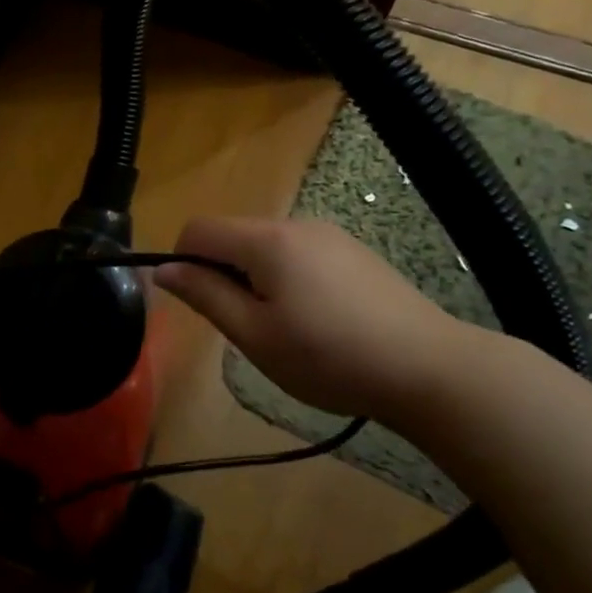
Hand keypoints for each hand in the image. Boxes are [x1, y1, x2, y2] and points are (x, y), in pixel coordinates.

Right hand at [153, 216, 468, 426]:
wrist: (429, 368)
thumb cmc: (330, 357)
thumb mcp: (254, 334)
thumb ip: (204, 295)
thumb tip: (162, 269)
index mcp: (267, 240)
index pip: (198, 229)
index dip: (182, 262)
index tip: (201, 306)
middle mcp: (297, 224)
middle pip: (233, 237)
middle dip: (222, 275)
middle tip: (247, 328)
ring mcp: (330, 236)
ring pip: (265, 248)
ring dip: (255, 280)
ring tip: (284, 331)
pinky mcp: (354, 252)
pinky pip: (298, 255)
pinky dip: (287, 280)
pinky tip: (317, 322)